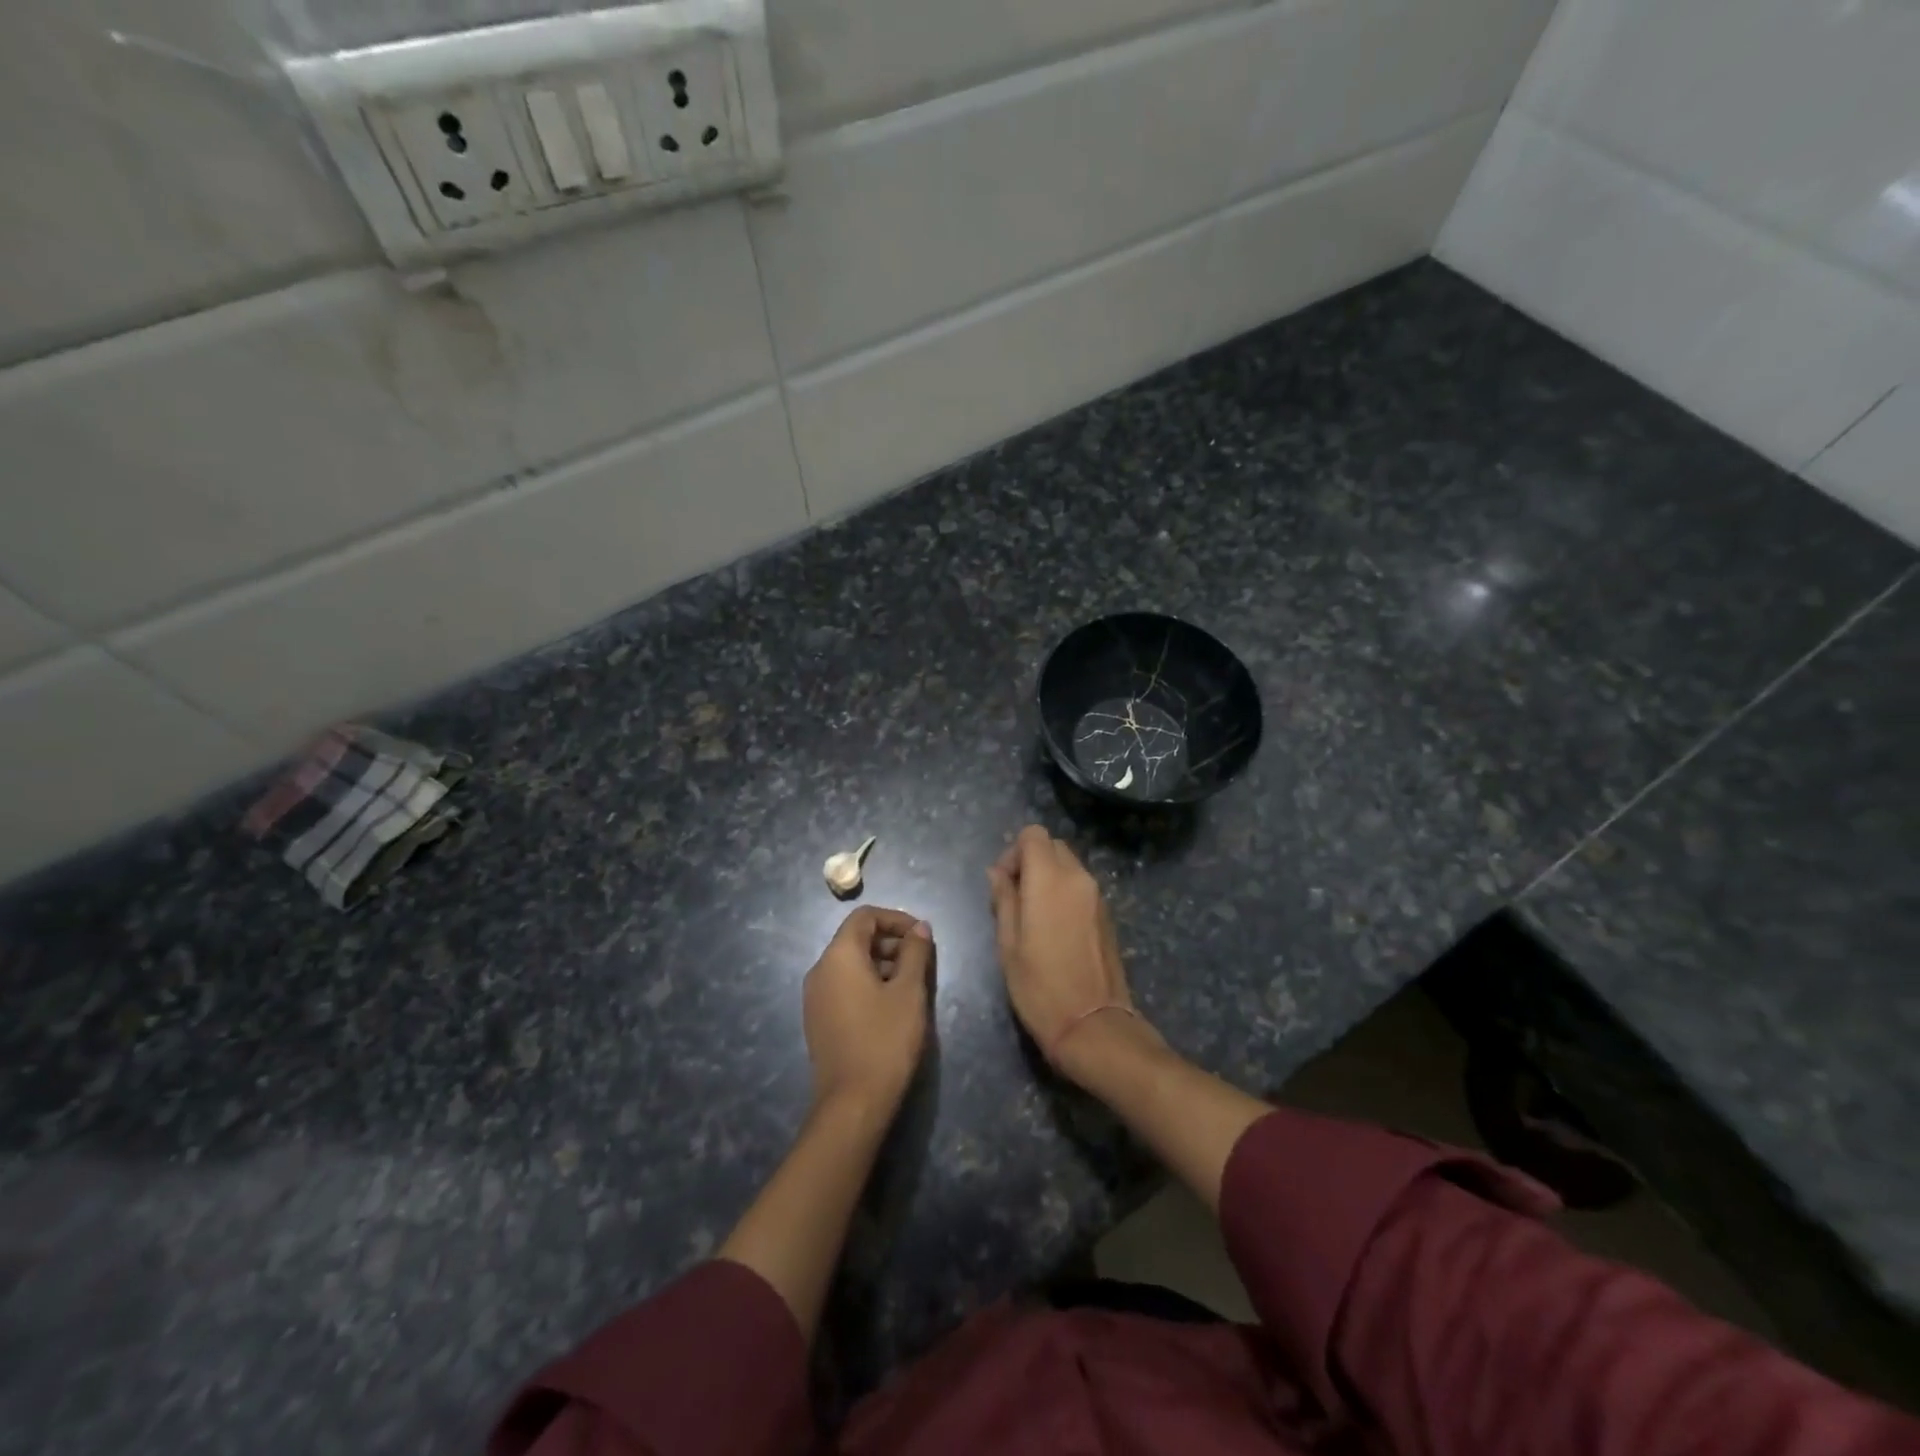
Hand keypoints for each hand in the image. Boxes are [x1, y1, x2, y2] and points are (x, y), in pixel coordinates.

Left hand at [803, 907, 932, 1115]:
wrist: (852, 1103)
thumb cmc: (885, 1040)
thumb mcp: (909, 992)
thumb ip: (915, 953)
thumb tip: (920, 928)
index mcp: (838, 956)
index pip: (864, 917)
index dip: (896, 918)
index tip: (922, 936)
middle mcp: (820, 970)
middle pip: (856, 938)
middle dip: (891, 942)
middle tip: (922, 961)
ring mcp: (815, 997)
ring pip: (851, 964)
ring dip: (882, 963)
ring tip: (912, 984)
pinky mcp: (818, 1019)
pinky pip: (844, 986)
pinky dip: (868, 983)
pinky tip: (892, 1005)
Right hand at [986, 826, 1150, 1079]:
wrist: (1093, 1025)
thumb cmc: (1039, 986)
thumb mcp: (1008, 944)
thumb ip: (1004, 899)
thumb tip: (997, 873)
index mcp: (1050, 879)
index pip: (1033, 834)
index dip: (1013, 852)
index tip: (1003, 883)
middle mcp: (1078, 878)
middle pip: (1053, 846)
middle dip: (1030, 861)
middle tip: (1014, 898)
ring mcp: (1097, 896)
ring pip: (1069, 865)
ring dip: (1048, 877)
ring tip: (1032, 916)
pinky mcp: (1107, 914)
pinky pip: (1081, 886)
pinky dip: (1064, 892)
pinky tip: (1053, 928)